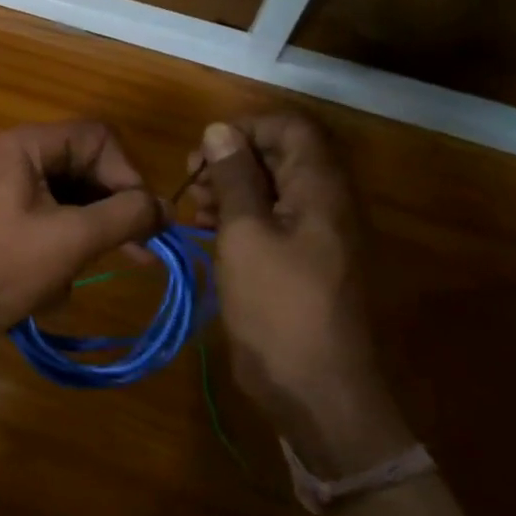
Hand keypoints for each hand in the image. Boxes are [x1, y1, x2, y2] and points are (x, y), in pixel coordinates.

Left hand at [0, 122, 161, 372]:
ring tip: (76, 279)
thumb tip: (165, 207)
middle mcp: (19, 166)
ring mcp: (9, 204)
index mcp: (29, 147)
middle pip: (87, 176)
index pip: (100, 139)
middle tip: (142, 254)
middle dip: (111, 218)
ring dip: (82, 249)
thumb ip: (126, 216)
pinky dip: (57, 267)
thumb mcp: (71, 238)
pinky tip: (46, 295)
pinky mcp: (5, 240)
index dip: (128, 174)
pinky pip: (50, 241)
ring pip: (72, 214)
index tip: (145, 218)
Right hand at [187, 113, 378, 422]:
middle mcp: (324, 202)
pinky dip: (238, 217)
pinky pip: (270, 221)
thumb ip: (233, 178)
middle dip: (230, 160)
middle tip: (191, 183)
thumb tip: (219, 129)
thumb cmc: (278, 305)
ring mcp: (314, 234)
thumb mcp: (245, 234)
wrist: (315, 388)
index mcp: (320, 188)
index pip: (289, 127)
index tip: (204, 153)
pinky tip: (206, 231)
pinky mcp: (300, 261)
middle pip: (278, 155)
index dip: (245, 128)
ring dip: (229, 189)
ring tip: (192, 208)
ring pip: (270, 188)